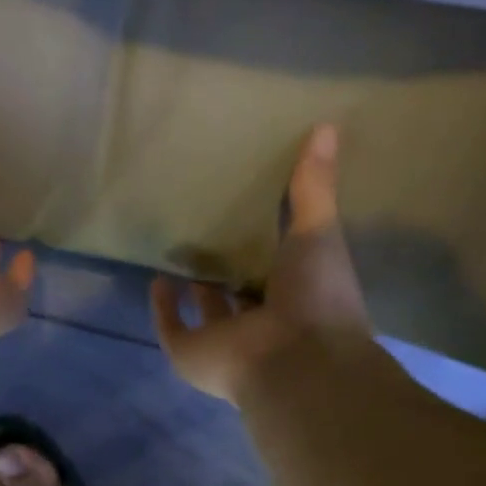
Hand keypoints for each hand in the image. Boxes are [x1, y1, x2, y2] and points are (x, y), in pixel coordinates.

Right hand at [151, 123, 370, 402]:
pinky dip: (164, 307)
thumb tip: (327, 125)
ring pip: (207, 314)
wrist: (295, 359)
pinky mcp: (191, 353)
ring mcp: (225, 343)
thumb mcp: (319, 232)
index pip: (280, 273)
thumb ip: (315, 186)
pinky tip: (158, 278)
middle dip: (229, 271)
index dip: (268, 252)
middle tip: (214, 232)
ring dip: (196, 288)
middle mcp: (261, 325)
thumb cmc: (317, 298)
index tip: (255, 219)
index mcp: (297, 301)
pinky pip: (172, 327)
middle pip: (240, 296)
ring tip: (183, 249)